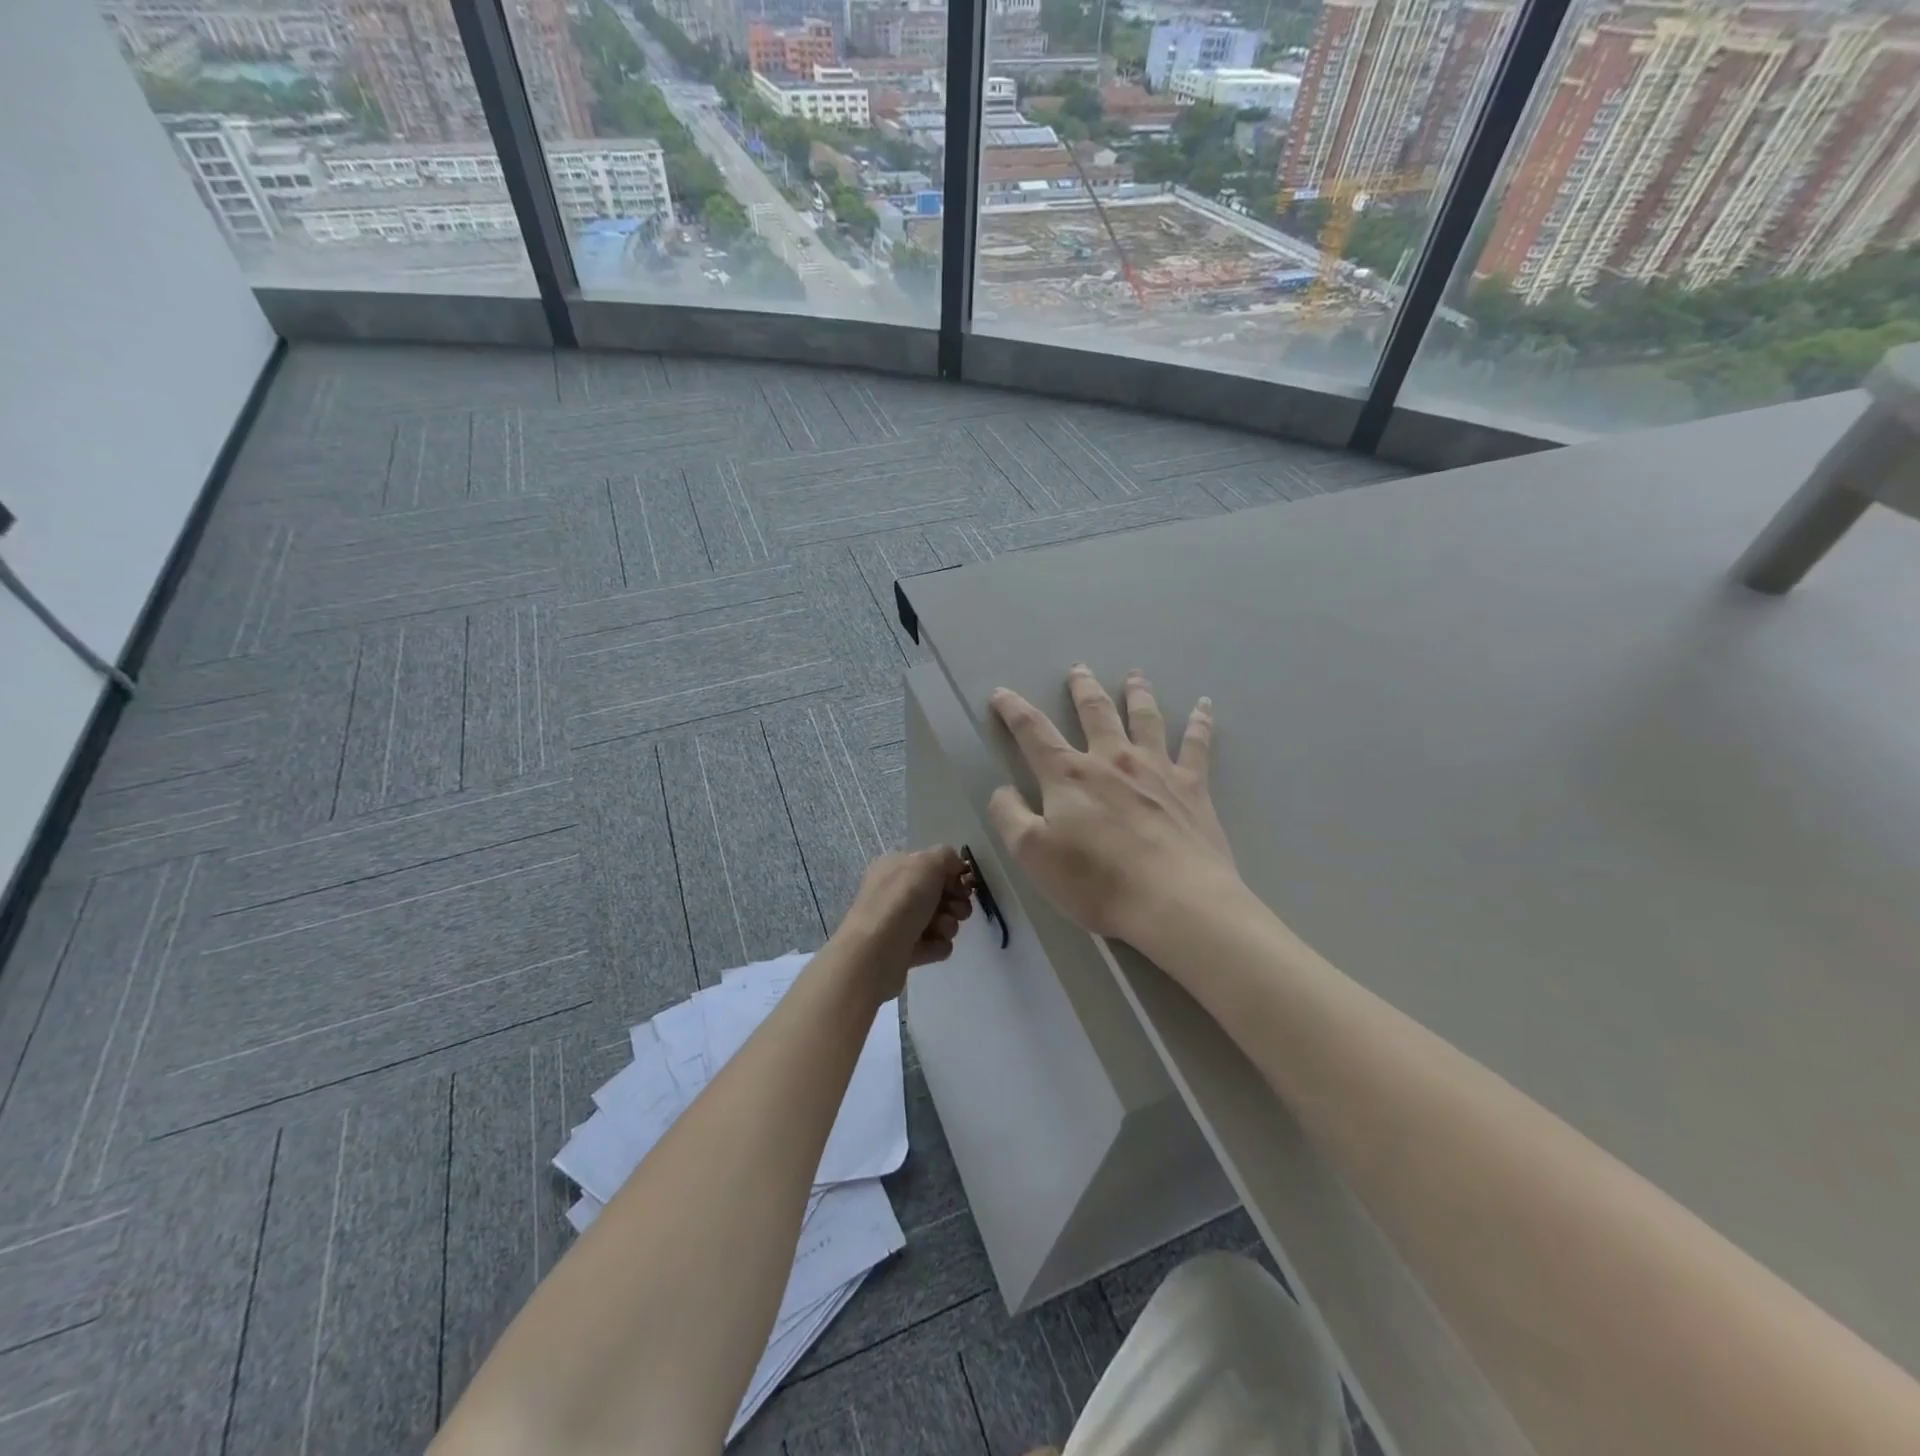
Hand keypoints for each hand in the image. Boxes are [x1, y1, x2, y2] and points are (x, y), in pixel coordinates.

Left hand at [834, 847, 974, 999]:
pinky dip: (937, 945)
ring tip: (939, 929)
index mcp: (896, 867)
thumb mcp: (927, 863)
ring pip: (941, 920)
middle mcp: (896, 893)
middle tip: (955, 909)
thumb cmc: (902, 901)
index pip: (932, 865)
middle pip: (940, 894)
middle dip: (955, 902)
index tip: (964, 884)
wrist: (876, 952)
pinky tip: (931, 946)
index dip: (953, 874)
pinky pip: (934, 944)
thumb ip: (946, 856)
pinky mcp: (904, 951)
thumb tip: (955, 865)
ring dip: (948, 924)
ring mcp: (899, 923)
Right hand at [988, 666, 1239, 944]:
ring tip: (1134, 675)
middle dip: (1082, 688)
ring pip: (1144, 718)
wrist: (1174, 901)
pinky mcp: (1192, 787)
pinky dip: (1199, 722)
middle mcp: (1112, 760)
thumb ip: (1010, 816)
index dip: (1013, 710)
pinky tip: (1203, 706)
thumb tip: (1002, 789)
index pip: (1033, 732)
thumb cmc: (1096, 881)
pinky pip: (1196, 745)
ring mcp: (1156, 769)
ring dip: (1137, 692)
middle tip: (1079, 668)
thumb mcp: (1032, 854)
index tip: (1002, 693)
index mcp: (1069, 775)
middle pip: (1095, 712)